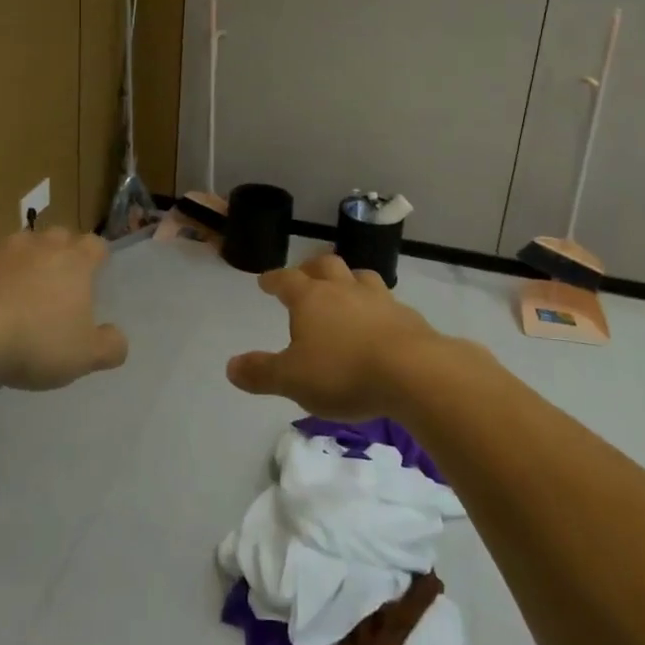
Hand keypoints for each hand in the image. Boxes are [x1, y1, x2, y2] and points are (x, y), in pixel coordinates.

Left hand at [0, 228, 128, 391]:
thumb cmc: (34, 340)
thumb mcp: (83, 356)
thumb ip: (109, 347)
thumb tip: (118, 339)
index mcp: (75, 261)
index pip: (96, 245)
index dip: (98, 256)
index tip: (96, 272)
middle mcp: (41, 246)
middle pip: (59, 237)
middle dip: (61, 253)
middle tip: (59, 283)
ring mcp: (2, 249)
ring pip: (21, 246)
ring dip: (24, 263)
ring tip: (20, 293)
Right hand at [226, 252, 438, 420]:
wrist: (414, 373)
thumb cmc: (343, 372)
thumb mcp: (292, 379)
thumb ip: (261, 372)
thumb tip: (231, 366)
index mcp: (311, 298)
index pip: (286, 280)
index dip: (273, 279)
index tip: (265, 281)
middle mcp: (344, 289)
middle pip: (326, 265)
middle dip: (312, 267)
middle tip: (305, 276)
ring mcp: (379, 299)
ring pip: (360, 276)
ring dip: (348, 279)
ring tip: (345, 290)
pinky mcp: (407, 317)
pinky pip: (387, 302)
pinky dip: (377, 306)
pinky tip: (379, 322)